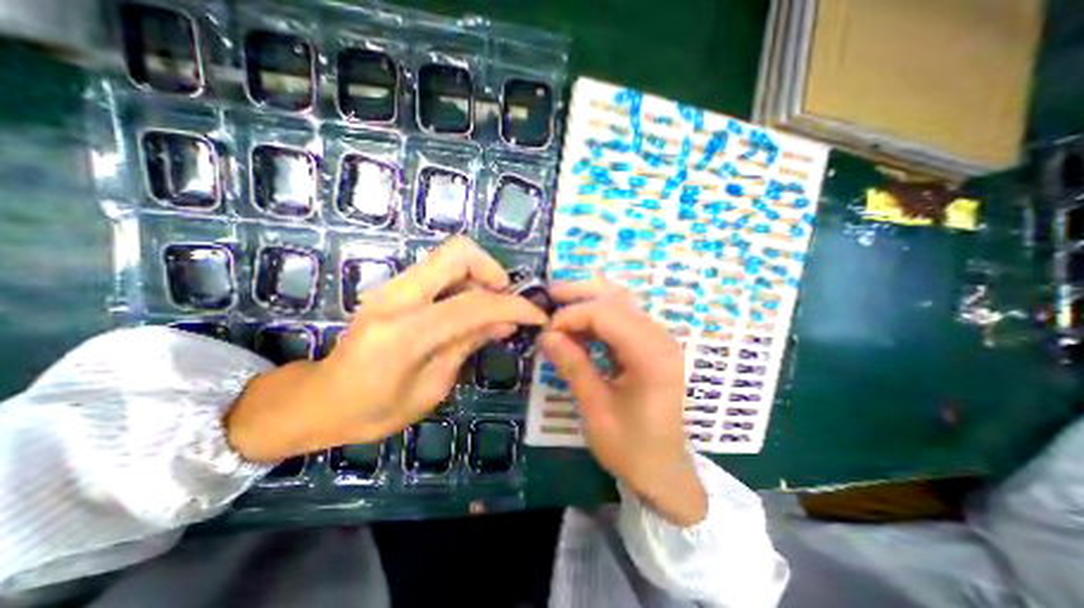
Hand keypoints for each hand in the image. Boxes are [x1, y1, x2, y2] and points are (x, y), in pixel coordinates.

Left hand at [229, 239, 552, 460]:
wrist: (318, 400)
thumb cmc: (373, 410)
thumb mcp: (431, 388)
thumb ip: (467, 345)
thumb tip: (505, 323)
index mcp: (405, 333)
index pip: (474, 304)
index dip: (514, 306)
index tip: (536, 315)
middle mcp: (396, 298)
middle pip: (458, 252)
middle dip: (492, 270)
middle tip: (504, 300)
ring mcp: (391, 287)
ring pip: (449, 256)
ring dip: (479, 276)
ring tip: (489, 310)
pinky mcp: (392, 288)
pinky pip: (438, 271)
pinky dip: (463, 282)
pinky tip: (467, 311)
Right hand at [541, 278, 712, 523]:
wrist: (663, 471)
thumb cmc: (630, 447)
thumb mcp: (595, 408)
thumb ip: (573, 365)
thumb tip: (546, 335)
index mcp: (651, 354)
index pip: (606, 314)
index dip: (571, 316)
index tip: (546, 333)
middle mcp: (659, 339)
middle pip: (617, 300)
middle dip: (581, 294)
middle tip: (551, 294)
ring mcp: (658, 341)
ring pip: (621, 305)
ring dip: (589, 301)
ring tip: (560, 301)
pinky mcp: (651, 347)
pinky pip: (622, 320)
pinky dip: (598, 318)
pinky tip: (579, 324)